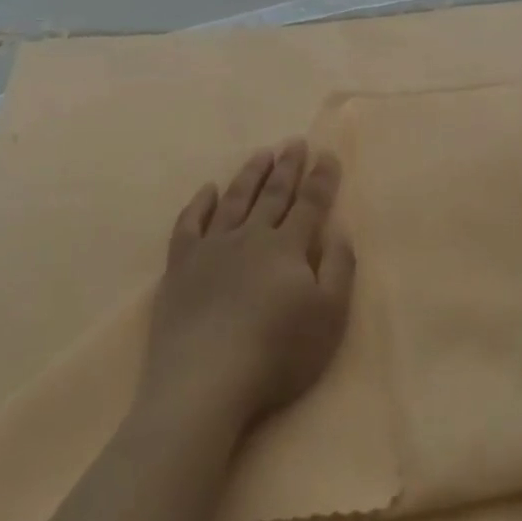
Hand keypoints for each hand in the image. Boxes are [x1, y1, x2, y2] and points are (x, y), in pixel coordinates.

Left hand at [138, 140, 355, 434]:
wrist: (206, 379)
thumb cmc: (277, 352)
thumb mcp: (328, 317)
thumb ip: (338, 269)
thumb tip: (340, 231)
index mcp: (287, 247)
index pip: (309, 204)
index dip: (321, 179)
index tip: (327, 153)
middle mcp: (250, 237)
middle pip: (272, 194)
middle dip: (287, 166)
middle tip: (294, 141)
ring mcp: (212, 248)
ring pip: (234, 200)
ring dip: (250, 175)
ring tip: (261, 153)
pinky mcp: (181, 265)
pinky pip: (190, 223)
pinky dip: (199, 203)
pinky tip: (207, 189)